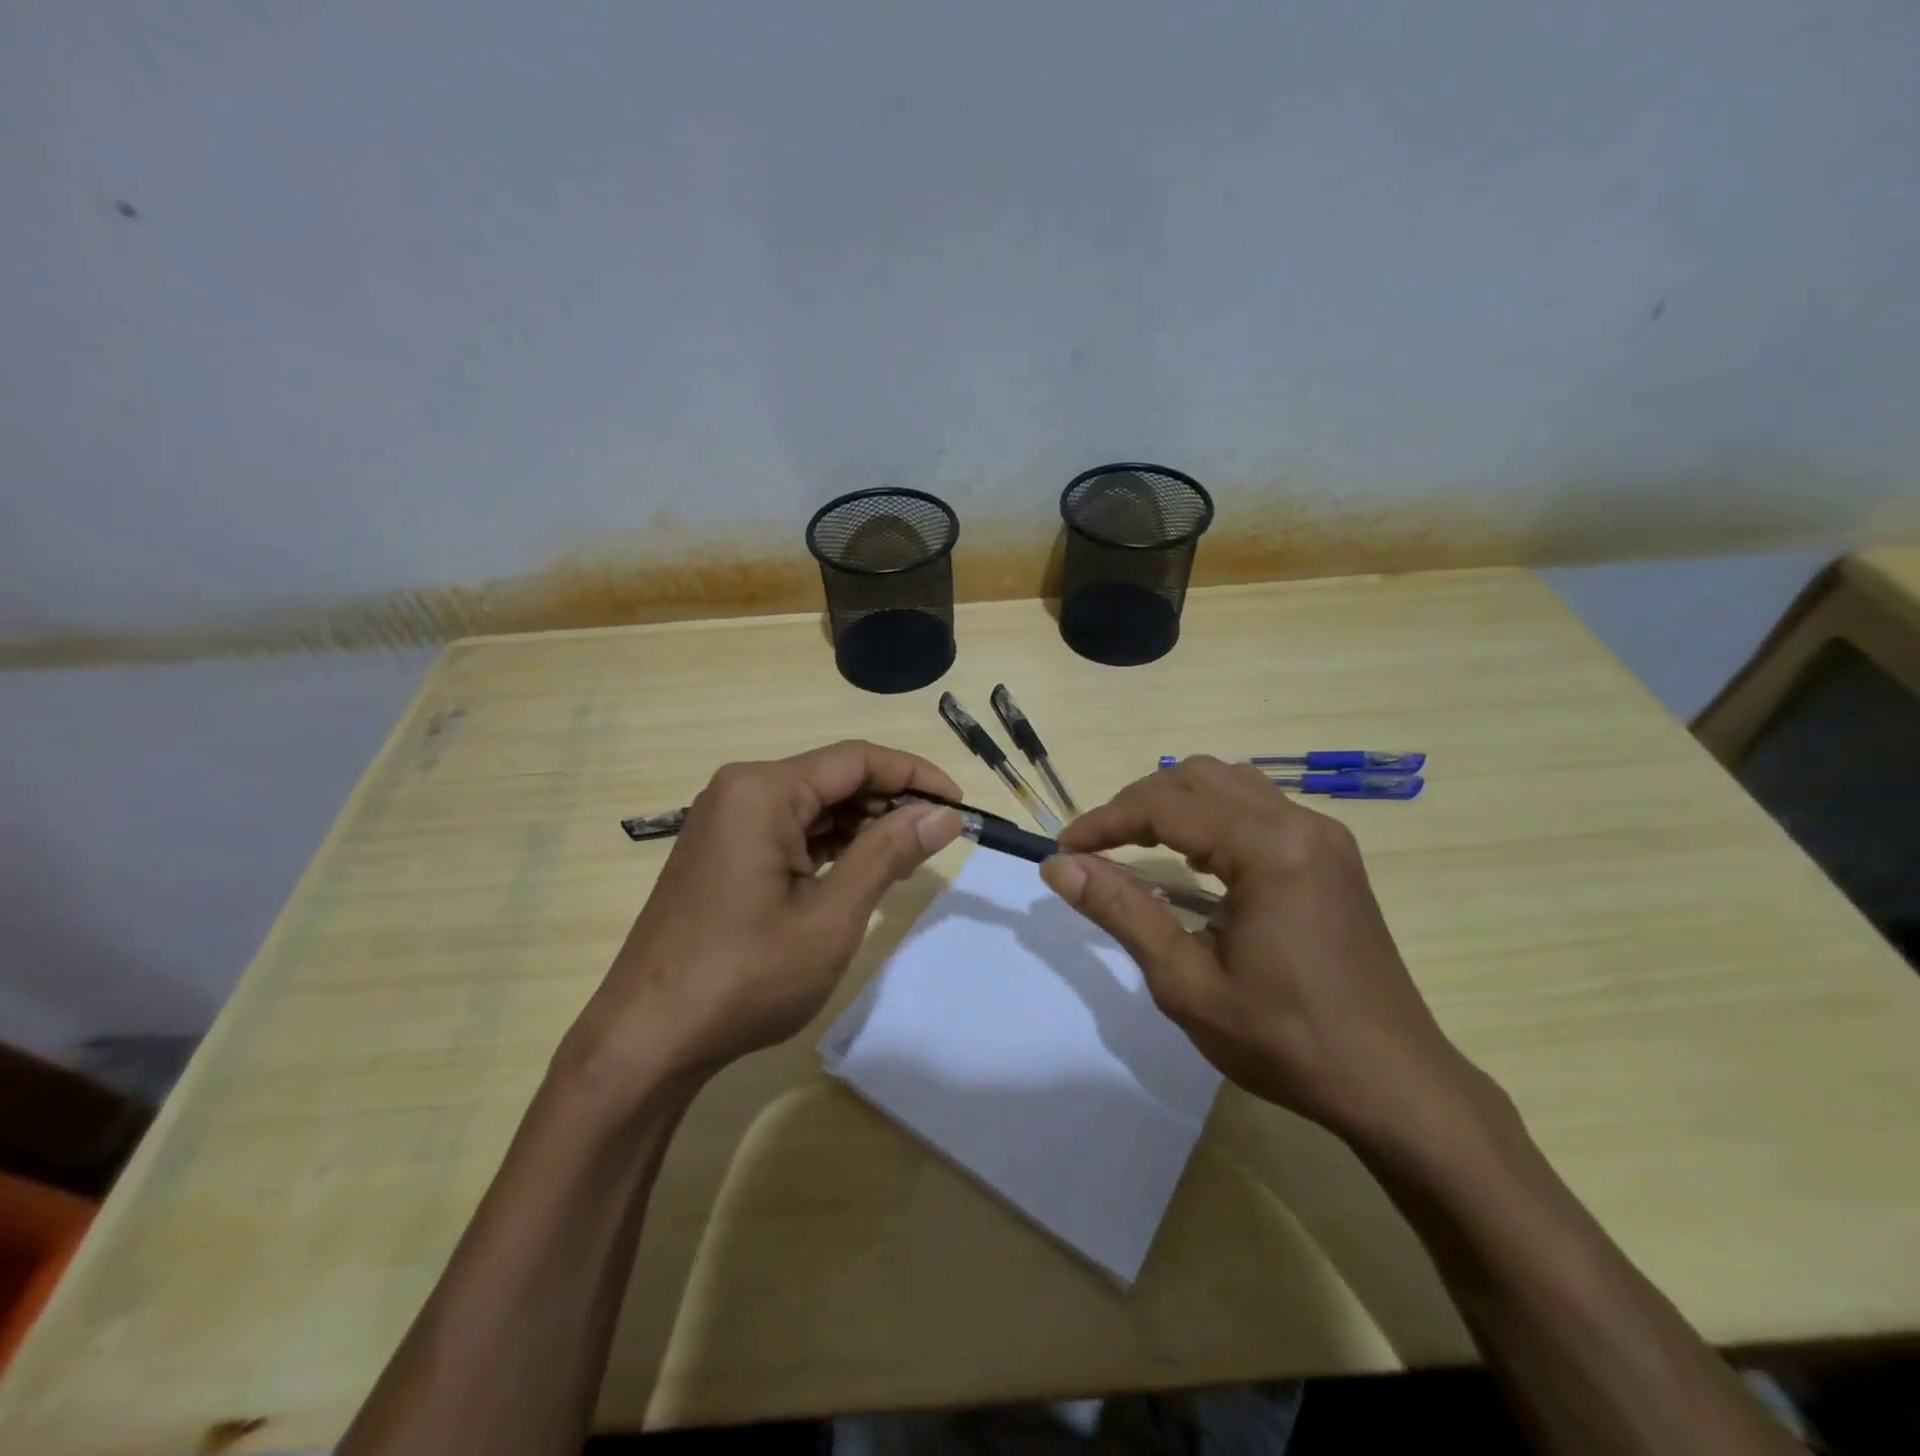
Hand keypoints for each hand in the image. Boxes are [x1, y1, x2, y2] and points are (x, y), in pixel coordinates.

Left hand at [567, 741, 961, 1094]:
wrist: (646, 1038)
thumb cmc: (744, 976)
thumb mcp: (831, 916)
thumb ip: (889, 854)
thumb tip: (943, 815)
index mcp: (763, 790)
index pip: (857, 759)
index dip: (915, 775)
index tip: (959, 805)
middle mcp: (740, 790)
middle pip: (833, 777)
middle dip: (889, 803)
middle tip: (937, 840)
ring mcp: (725, 821)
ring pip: (812, 805)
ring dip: (862, 826)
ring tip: (906, 859)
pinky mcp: (721, 851)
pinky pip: (788, 829)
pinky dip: (829, 845)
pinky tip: (859, 870)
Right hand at [1040, 757, 1479, 1141]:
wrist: (1394, 1084)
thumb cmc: (1285, 1041)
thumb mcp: (1187, 982)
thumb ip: (1122, 911)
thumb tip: (1059, 866)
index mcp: (1268, 849)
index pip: (1165, 806)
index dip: (1105, 822)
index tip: (1064, 849)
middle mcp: (1299, 823)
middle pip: (1197, 778)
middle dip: (1136, 804)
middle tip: (1096, 848)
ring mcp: (1322, 835)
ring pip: (1229, 783)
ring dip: (1173, 804)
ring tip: (1134, 844)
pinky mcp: (1331, 854)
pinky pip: (1257, 807)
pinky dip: (1211, 816)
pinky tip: (1195, 859)